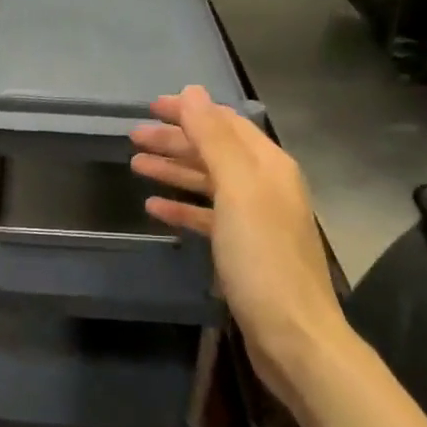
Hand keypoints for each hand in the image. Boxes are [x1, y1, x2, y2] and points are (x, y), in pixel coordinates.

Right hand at [130, 86, 339, 398]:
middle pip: (214, 151)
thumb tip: (192, 91)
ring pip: (208, 183)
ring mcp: (255, 219)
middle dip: (175, 141)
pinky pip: (207, 217)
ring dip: (174, 171)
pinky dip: (182, 208)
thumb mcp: (236, 191)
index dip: (188, 112)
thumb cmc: (262, 258)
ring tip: (136, 165)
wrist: (292, 335)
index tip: (150, 107)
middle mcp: (264, 186)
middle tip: (133, 137)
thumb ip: (213, 139)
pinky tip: (154, 207)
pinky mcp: (243, 249)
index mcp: (268, 165)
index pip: (224, 123)